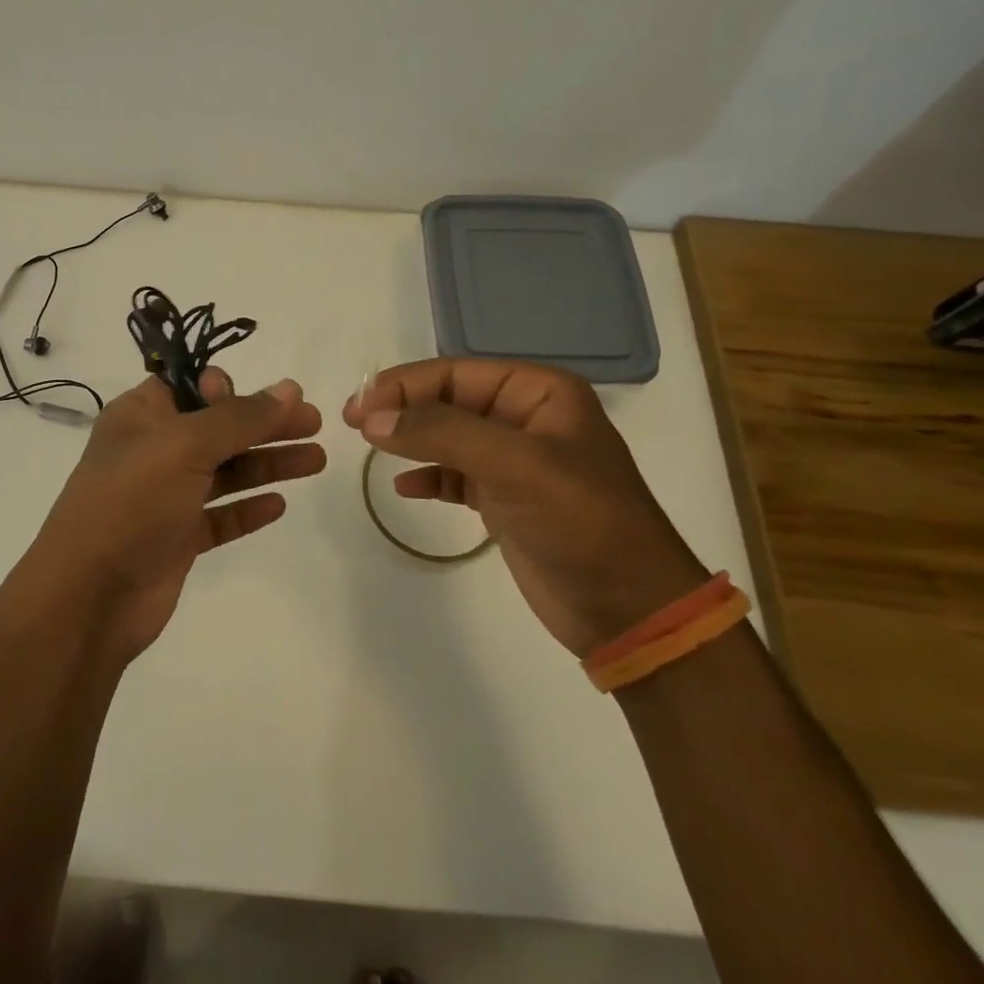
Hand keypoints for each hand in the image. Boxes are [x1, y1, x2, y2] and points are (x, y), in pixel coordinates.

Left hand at [19, 368, 324, 665]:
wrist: (90, 595)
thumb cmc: (131, 502)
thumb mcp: (185, 445)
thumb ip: (239, 417)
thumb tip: (289, 388)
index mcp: (141, 416)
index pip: (191, 385)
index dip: (229, 388)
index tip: (262, 399)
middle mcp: (153, 451)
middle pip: (219, 428)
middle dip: (266, 423)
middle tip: (315, 423)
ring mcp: (164, 497)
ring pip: (225, 472)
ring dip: (268, 462)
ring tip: (316, 460)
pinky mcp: (176, 539)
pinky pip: (219, 516)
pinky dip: (247, 509)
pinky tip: (279, 504)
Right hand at [344, 358, 707, 656]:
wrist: (630, 610)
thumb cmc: (581, 523)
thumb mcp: (514, 465)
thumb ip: (440, 433)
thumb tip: (372, 418)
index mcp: (539, 393)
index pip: (456, 373)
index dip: (404, 385)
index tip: (359, 407)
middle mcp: (526, 419)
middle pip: (447, 400)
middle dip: (402, 409)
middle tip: (353, 423)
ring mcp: (515, 462)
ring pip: (447, 436)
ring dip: (409, 439)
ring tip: (369, 449)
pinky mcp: (506, 500)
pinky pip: (455, 475)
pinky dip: (428, 477)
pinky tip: (405, 488)